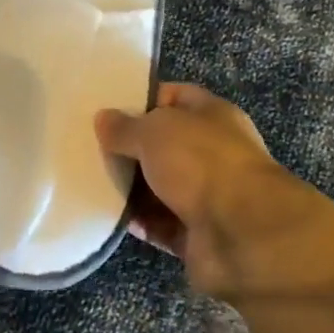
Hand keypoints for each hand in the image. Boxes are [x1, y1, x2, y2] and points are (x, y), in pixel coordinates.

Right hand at [96, 85, 333, 307]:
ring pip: (160, 187)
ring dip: (131, 188)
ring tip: (90, 182)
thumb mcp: (154, 131)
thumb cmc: (201, 163)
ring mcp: (207, 195)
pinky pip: (160, 224)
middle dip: (131, 148)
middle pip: (164, 145)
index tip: (107, 109)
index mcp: (212, 115)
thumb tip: (103, 118)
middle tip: (90, 148)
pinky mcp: (197, 235)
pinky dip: (139, 222)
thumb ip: (125, 126)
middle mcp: (212, 152)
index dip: (142, 100)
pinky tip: (108, 216)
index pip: (174, 97)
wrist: (244, 235)